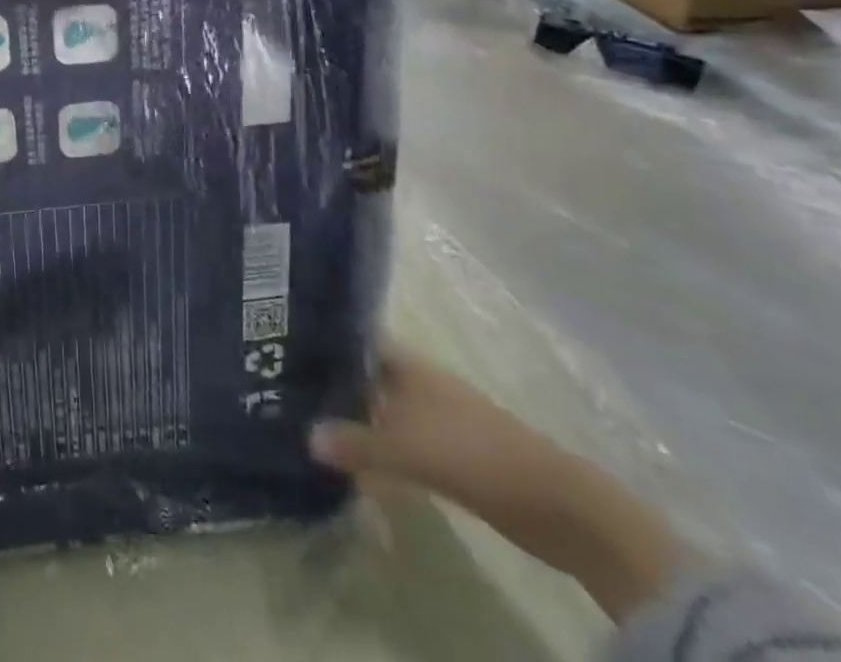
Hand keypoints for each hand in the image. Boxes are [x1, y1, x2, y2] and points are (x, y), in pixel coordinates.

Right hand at [310, 342, 565, 514]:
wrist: (554, 504)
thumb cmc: (473, 452)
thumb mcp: (406, 448)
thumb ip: (356, 443)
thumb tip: (306, 437)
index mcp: (408, 364)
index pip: (357, 338)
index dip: (326, 337)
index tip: (287, 340)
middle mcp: (417, 382)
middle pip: (367, 375)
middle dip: (334, 381)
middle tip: (289, 387)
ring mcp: (434, 417)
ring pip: (382, 410)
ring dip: (355, 418)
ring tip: (311, 424)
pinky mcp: (448, 453)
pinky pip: (399, 442)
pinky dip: (378, 449)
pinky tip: (355, 464)